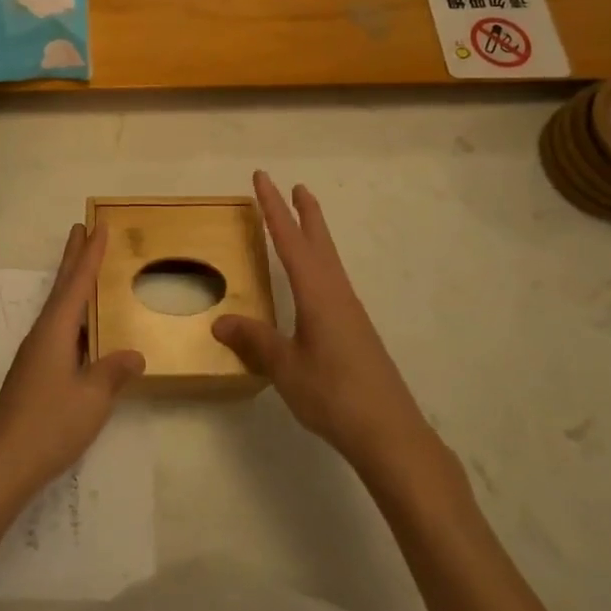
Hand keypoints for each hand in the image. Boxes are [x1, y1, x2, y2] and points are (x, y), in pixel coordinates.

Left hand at [0, 223, 144, 508]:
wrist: (2, 463)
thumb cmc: (49, 425)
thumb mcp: (92, 399)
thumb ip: (113, 372)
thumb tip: (134, 354)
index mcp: (55, 330)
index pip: (77, 283)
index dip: (90, 254)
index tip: (98, 226)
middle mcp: (42, 334)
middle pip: (61, 287)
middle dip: (73, 258)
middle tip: (82, 229)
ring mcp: (35, 354)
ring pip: (58, 309)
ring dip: (72, 285)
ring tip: (85, 268)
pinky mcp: (34, 373)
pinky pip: (59, 330)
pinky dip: (73, 315)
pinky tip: (83, 329)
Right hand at [214, 172, 428, 471]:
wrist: (390, 432)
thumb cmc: (334, 394)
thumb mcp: (285, 367)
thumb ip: (254, 341)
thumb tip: (220, 321)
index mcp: (318, 293)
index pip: (290, 240)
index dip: (273, 207)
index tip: (263, 178)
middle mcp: (337, 293)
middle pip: (320, 242)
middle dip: (306, 213)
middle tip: (298, 186)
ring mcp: (350, 313)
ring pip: (330, 262)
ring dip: (315, 237)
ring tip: (304, 224)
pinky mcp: (356, 331)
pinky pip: (333, 283)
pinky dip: (319, 266)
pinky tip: (314, 285)